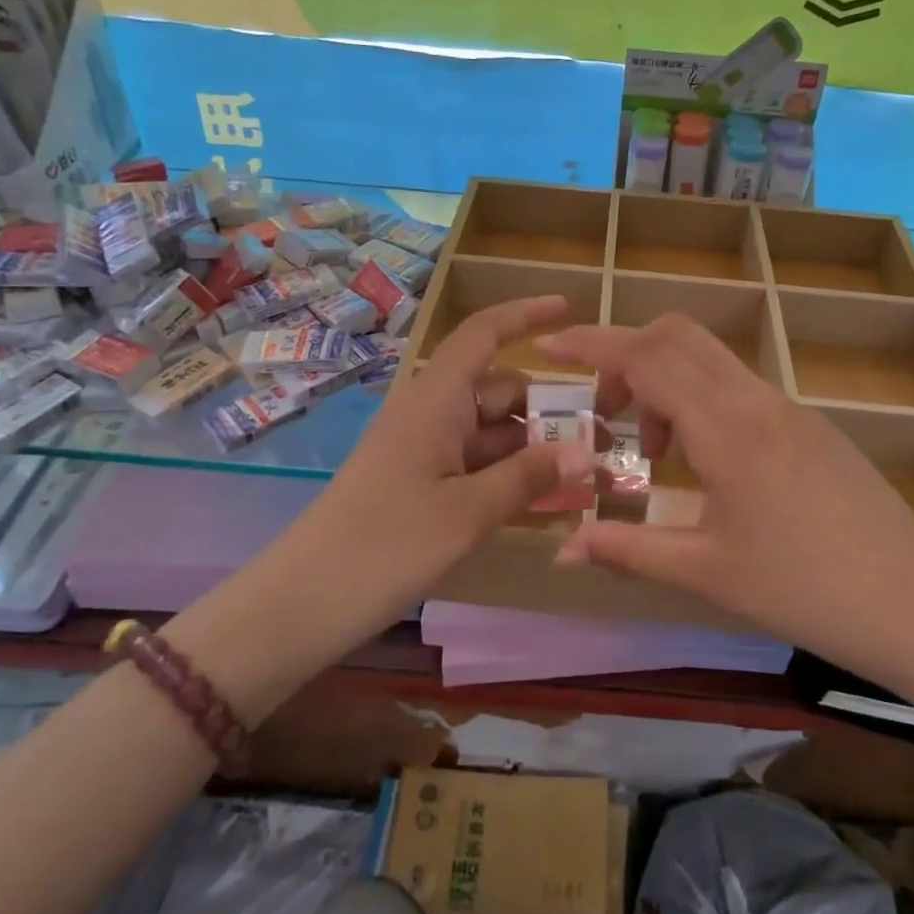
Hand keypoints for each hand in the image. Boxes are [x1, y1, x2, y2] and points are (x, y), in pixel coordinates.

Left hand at [295, 295, 596, 608]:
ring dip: (540, 452)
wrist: (305, 603)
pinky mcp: (424, 485)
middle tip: (609, 443)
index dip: (526, 316)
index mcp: (436, 400)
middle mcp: (433, 414)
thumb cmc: (386, 544)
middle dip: (555, 412)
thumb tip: (586, 454)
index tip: (570, 311)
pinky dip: (515, 478)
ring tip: (592, 482)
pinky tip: (552, 502)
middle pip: (503, 393)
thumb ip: (529, 477)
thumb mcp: (467, 512)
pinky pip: (480, 467)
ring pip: (496, 435)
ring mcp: (427, 451)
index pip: (483, 334)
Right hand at [539, 315, 913, 690]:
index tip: (551, 344)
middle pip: (678, 336)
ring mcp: (790, 409)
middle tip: (606, 414)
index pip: (647, 358)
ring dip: (666, 385)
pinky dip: (702, 403)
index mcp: (726, 428)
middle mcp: (757, 401)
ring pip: (710, 361)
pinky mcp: (811, 427)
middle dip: (627, 358)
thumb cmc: (803, 590)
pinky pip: (740, 388)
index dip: (593, 345)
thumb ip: (626, 550)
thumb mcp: (705, 571)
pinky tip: (707, 467)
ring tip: (657, 456)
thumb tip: (561, 549)